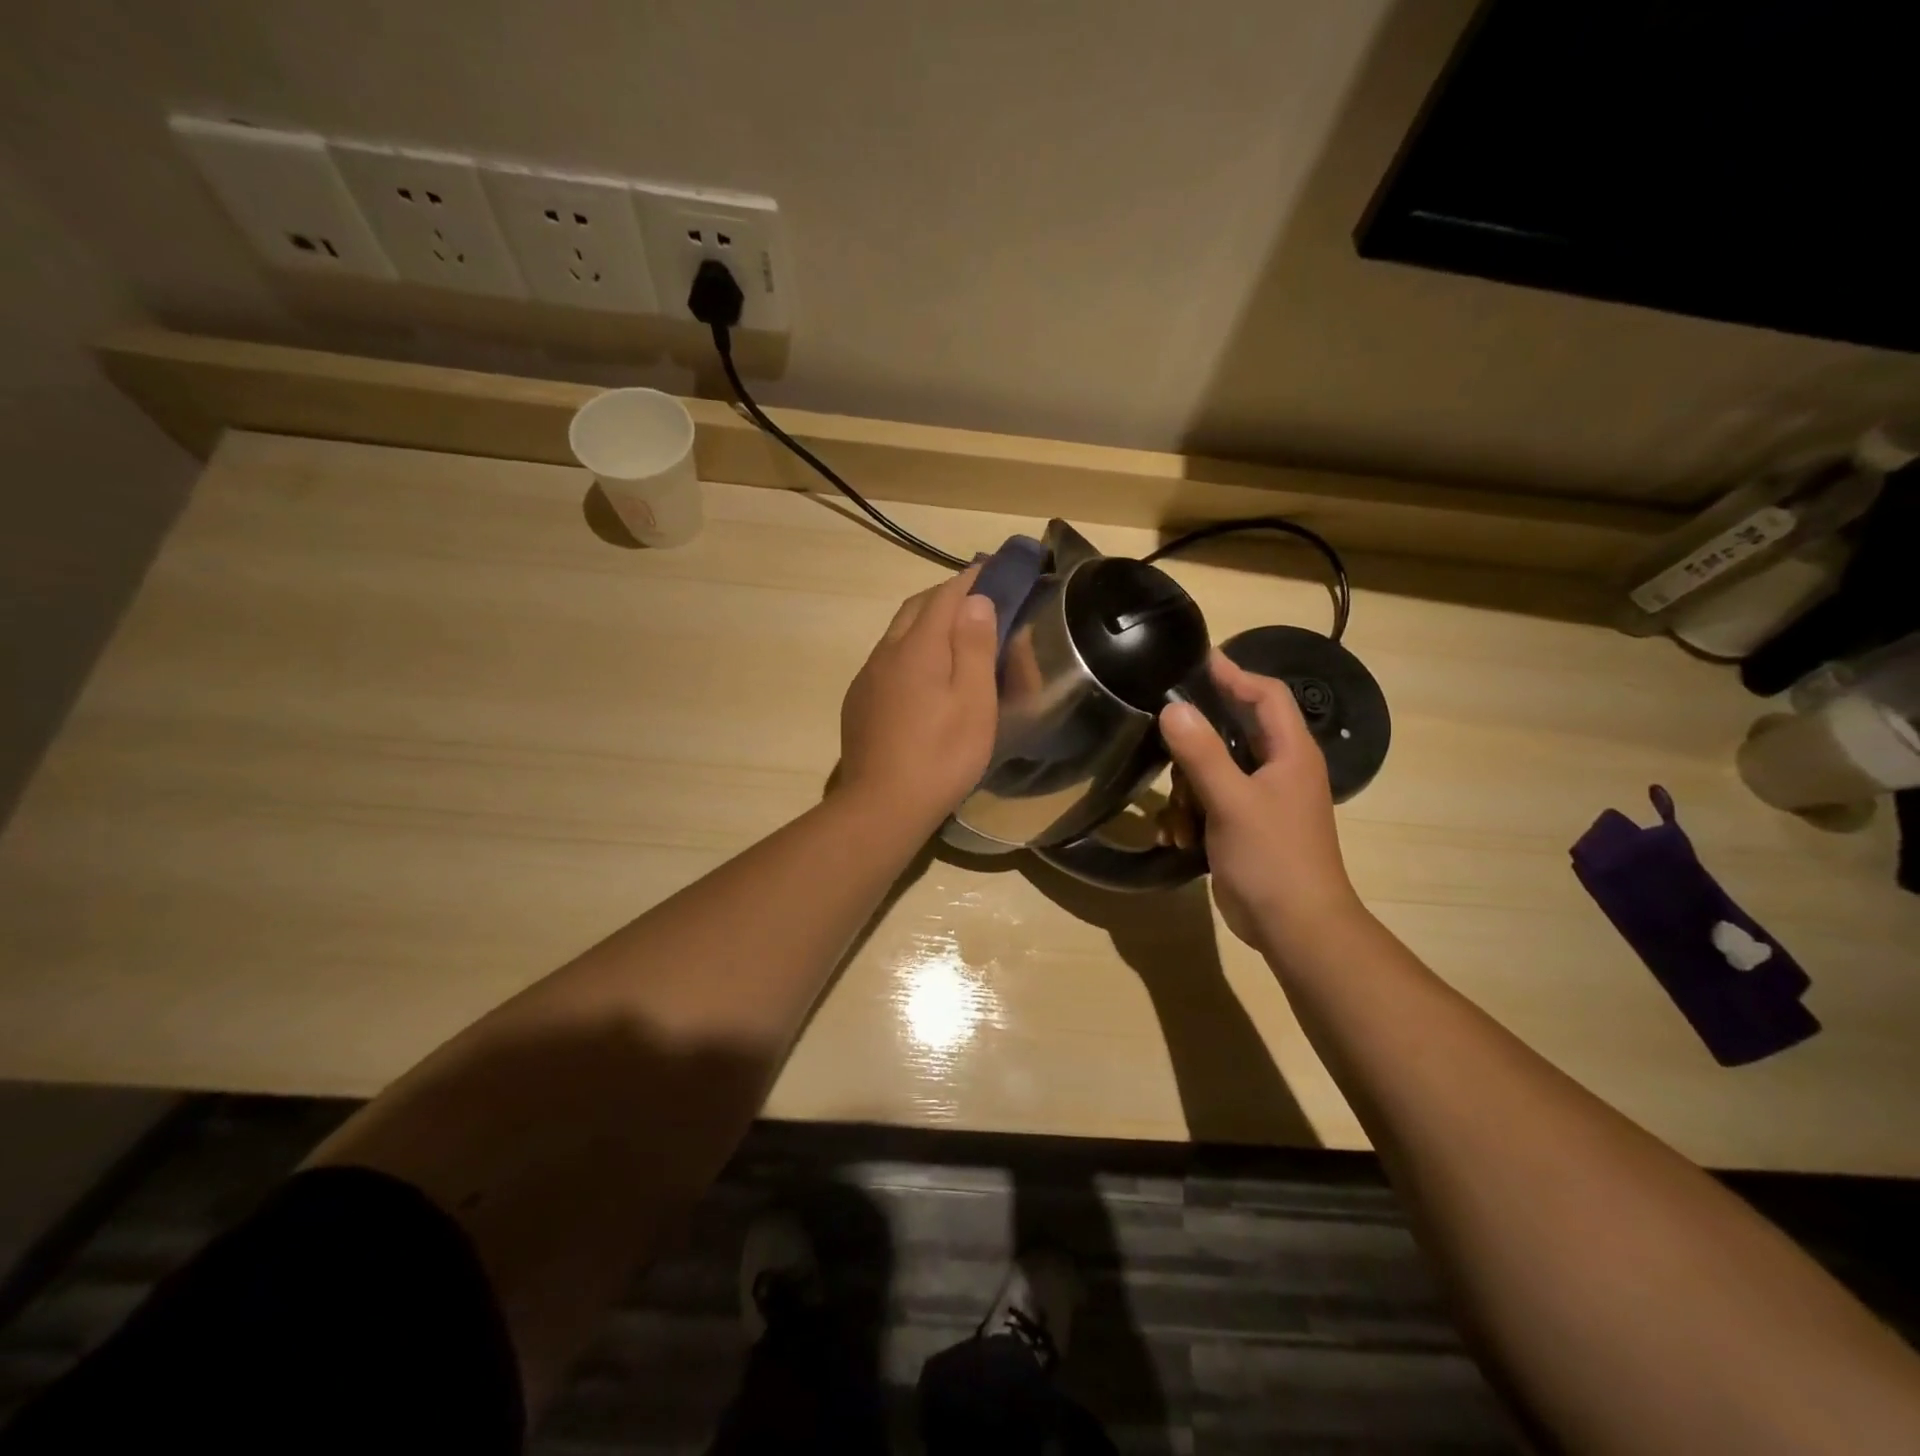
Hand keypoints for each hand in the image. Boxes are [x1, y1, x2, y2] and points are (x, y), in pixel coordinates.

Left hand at [836, 566, 998, 831]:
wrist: (882, 806)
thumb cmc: (941, 755)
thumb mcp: (974, 702)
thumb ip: (975, 646)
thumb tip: (975, 600)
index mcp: (918, 646)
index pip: (946, 595)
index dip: (972, 579)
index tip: (993, 568)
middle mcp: (886, 652)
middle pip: (917, 608)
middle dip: (947, 596)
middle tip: (977, 600)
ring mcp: (867, 678)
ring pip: (898, 634)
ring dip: (926, 623)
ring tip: (954, 634)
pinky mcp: (859, 702)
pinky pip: (887, 661)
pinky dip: (910, 651)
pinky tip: (923, 676)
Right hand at [1158, 651, 1364, 949]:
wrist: (1295, 927)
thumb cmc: (1272, 857)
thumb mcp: (1232, 801)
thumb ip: (1201, 753)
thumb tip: (1172, 708)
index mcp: (1290, 753)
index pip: (1266, 695)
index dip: (1234, 674)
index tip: (1195, 660)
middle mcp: (1279, 769)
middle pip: (1231, 733)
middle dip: (1194, 749)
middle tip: (1165, 748)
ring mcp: (1261, 800)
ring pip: (1212, 772)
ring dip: (1187, 794)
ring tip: (1178, 819)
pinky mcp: (1243, 826)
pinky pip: (1208, 804)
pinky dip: (1191, 818)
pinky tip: (1179, 839)